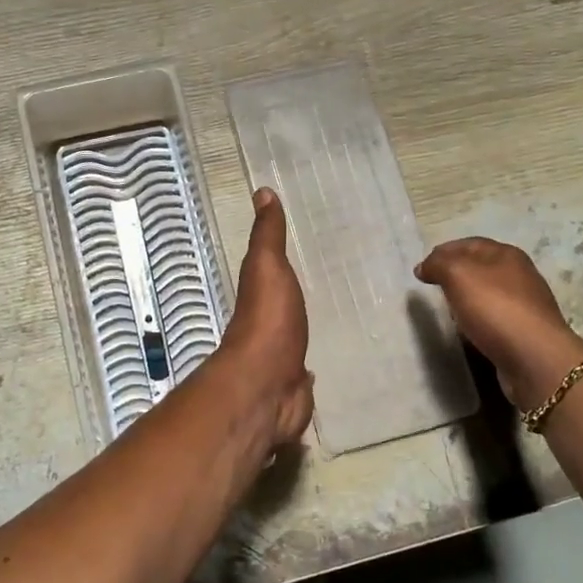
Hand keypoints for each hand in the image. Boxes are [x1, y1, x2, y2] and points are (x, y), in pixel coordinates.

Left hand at [219, 189, 313, 446]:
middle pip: (280, 313)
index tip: (296, 257)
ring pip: (291, 345)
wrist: (268, 385)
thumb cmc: (269, 320)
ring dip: (298, 339)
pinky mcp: (294, 391)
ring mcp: (278, 363)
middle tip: (318, 295)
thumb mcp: (267, 267)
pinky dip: (307, 374)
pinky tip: (317, 371)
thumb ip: (267, 235)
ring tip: (323, 330)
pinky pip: (302, 377)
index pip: (268, 278)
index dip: (277, 268)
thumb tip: (261, 191)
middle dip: (292, 307)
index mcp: (259, 299)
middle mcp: (265, 329)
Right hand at [416, 237, 582, 408]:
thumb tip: (424, 266)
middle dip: (455, 274)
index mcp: (506, 254)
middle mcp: (519, 274)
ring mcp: (525, 304)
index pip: (468, 244)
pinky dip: (478, 320)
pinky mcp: (525, 331)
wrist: (534, 357)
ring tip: (447, 310)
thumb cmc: (494, 308)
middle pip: (480, 267)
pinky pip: (494, 318)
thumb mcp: (458, 275)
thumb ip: (438, 264)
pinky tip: (468, 330)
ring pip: (487, 293)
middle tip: (433, 288)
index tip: (421, 269)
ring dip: (466, 298)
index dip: (443, 252)